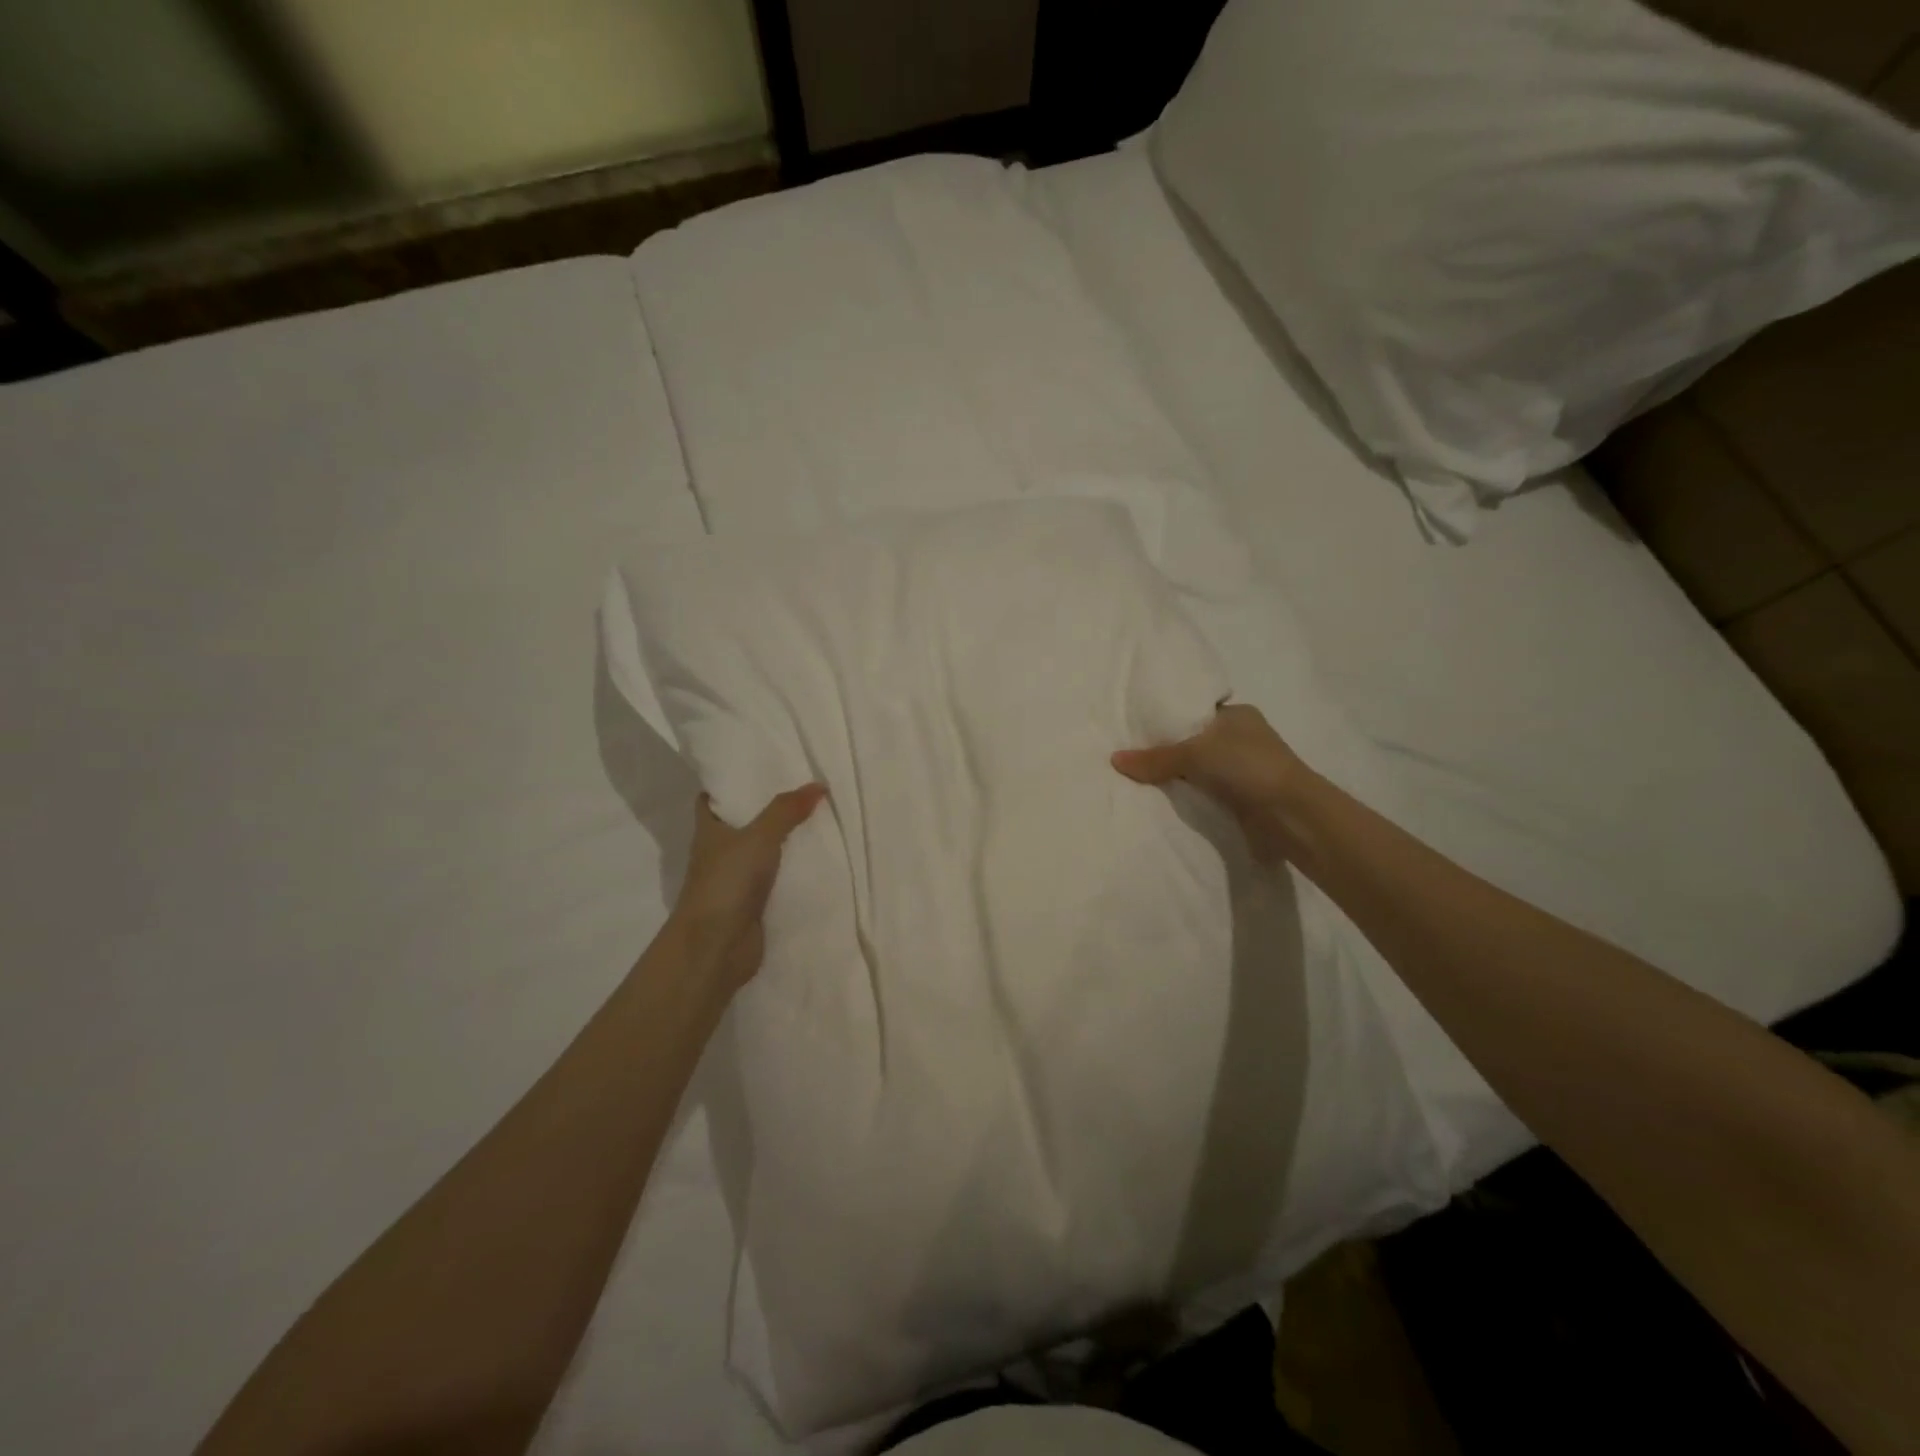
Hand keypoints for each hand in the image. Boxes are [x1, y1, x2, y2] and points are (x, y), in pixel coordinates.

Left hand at [670, 785, 825, 994]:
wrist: (715, 948)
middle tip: (803, 788)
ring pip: (762, 852)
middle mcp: (719, 852)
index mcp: (708, 830)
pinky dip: (793, 871)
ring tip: (820, 818)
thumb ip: (786, 811)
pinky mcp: (753, 904)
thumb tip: (818, 785)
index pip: (711, 798)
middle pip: (742, 823)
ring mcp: (735, 880)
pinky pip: (777, 879)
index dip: (729, 783)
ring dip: (784, 840)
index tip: (759, 768)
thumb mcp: (758, 838)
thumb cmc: (726, 883)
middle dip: (768, 809)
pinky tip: (819, 859)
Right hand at [1111, 704, 1313, 859]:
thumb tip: (1115, 759)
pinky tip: (1164, 800)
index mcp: (1237, 715)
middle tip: (1131, 756)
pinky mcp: (1243, 798)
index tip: (1136, 729)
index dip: (1167, 720)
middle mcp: (1242, 738)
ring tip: (1138, 779)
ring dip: (1179, 777)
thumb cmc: (1247, 766)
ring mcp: (1244, 769)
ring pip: (1200, 770)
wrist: (1290, 815)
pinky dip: (1190, 797)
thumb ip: (1155, 758)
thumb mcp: (1194, 754)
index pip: (1195, 712)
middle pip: (1194, 742)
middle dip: (1168, 751)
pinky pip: (1206, 793)